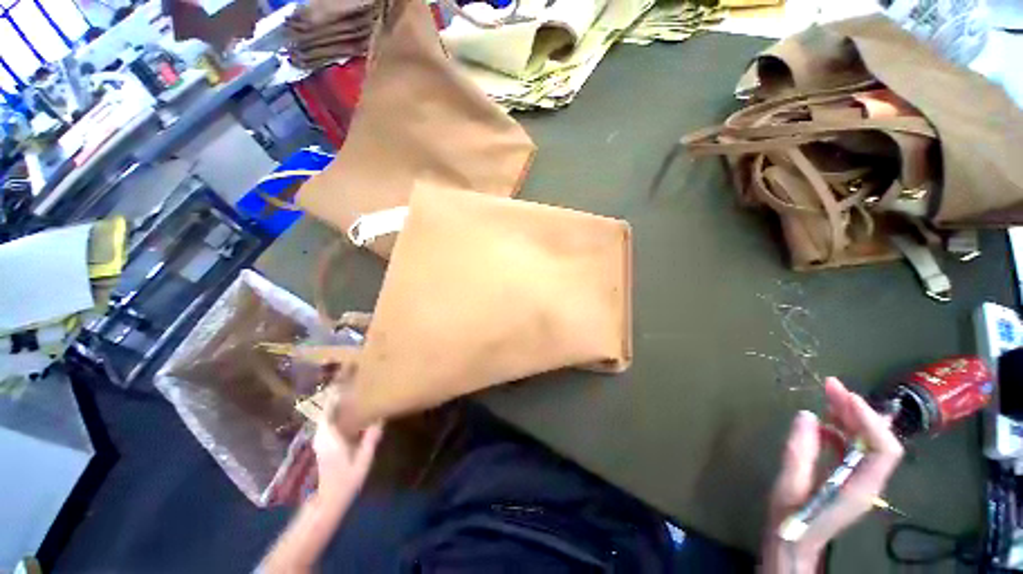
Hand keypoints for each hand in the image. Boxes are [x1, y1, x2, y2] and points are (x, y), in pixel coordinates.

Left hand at [313, 387, 383, 505]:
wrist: (326, 502)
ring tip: (354, 389)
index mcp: (329, 435)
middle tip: (355, 378)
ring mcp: (320, 438)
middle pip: (328, 406)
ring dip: (338, 400)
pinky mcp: (322, 442)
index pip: (330, 406)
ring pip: (328, 412)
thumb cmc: (345, 481)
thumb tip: (381, 417)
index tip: (348, 375)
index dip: (337, 390)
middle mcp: (321, 433)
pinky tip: (350, 408)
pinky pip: (329, 420)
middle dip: (339, 391)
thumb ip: (371, 438)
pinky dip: (337, 410)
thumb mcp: (363, 460)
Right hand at [761, 377, 903, 572]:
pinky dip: (841, 430)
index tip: (846, 397)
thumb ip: (800, 450)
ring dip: (850, 417)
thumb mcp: (789, 484)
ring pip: (866, 442)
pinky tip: (821, 423)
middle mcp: (868, 482)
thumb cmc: (790, 517)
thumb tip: (806, 415)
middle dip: (857, 410)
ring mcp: (859, 480)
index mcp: (859, 487)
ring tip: (827, 397)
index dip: (870, 421)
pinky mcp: (848, 478)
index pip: (884, 449)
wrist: (792, 543)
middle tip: (831, 386)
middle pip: (876, 440)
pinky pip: (853, 449)